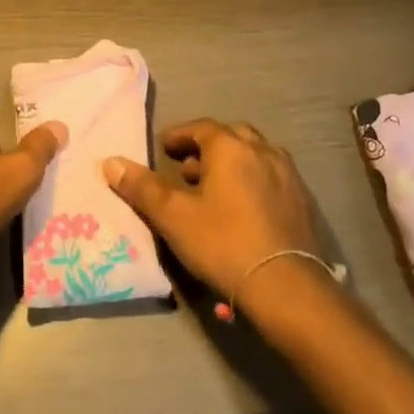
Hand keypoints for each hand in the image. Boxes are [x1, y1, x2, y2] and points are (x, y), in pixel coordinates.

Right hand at [102, 119, 318, 298]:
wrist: (286, 286)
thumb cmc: (223, 243)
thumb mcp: (173, 216)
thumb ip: (141, 187)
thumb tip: (110, 162)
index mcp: (231, 148)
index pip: (201, 128)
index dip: (179, 135)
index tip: (163, 147)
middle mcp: (263, 151)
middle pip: (231, 136)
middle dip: (207, 146)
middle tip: (187, 166)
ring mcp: (288, 175)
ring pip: (254, 155)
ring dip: (231, 163)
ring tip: (212, 188)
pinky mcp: (303, 201)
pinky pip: (271, 177)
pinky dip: (252, 180)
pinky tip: (242, 208)